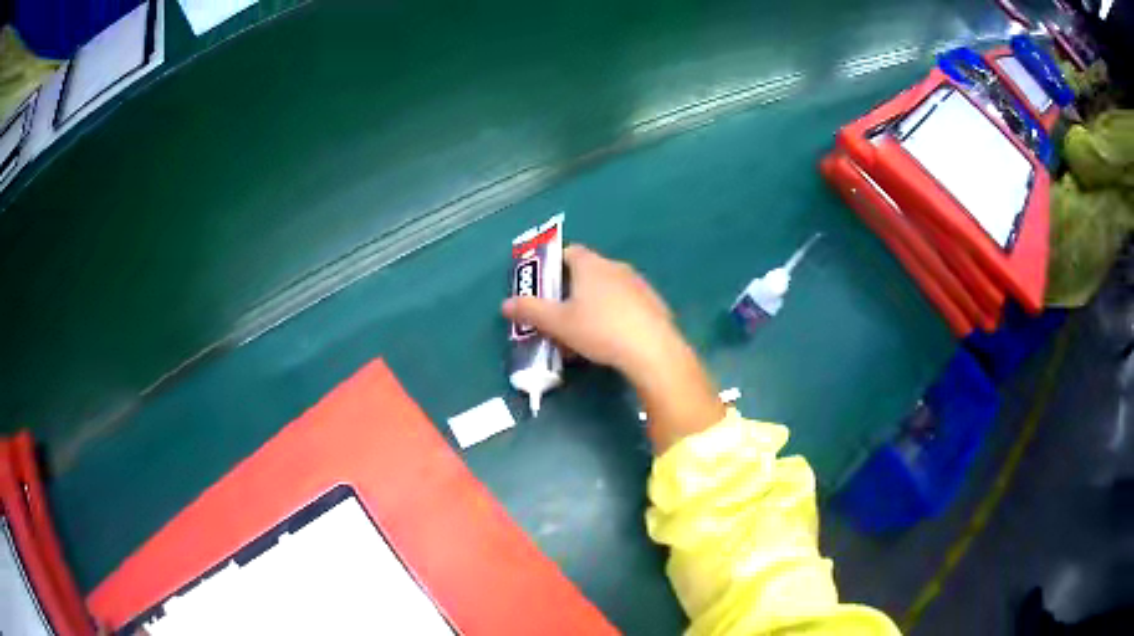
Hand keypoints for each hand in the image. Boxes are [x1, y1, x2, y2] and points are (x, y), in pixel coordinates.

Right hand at [503, 245, 680, 376]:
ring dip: (592, 306)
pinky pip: (625, 304)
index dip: (552, 266)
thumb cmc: (599, 329)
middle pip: (586, 272)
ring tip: (582, 334)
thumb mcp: (558, 323)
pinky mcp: (653, 304)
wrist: (652, 350)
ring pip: (607, 290)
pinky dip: (614, 316)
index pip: (567, 251)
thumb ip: (530, 311)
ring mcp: (638, 284)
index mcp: (590, 264)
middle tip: (558, 316)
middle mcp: (615, 266)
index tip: (543, 288)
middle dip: (570, 292)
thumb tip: (505, 303)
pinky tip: (610, 340)